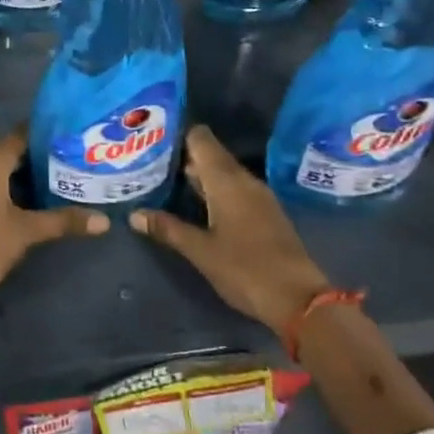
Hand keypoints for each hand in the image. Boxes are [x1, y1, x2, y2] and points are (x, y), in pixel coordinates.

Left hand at [0, 128, 104, 305]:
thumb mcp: (28, 231)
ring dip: (3, 164)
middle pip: (5, 148)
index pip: (22, 135)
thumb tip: (104, 221)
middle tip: (57, 161)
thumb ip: (64, 221)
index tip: (64, 137)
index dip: (42, 134)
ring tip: (30, 172)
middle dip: (28, 153)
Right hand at [123, 125, 333, 334]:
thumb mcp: (200, 251)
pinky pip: (234, 189)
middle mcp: (244, 179)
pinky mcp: (266, 213)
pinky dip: (214, 190)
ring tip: (165, 182)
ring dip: (198, 175)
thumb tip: (134, 214)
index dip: (177, 134)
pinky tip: (196, 205)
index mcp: (226, 180)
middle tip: (149, 162)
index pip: (200, 138)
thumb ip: (168, 228)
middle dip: (182, 157)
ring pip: (223, 173)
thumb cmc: (245, 269)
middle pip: (210, 154)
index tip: (152, 139)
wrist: (300, 299)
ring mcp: (258, 196)